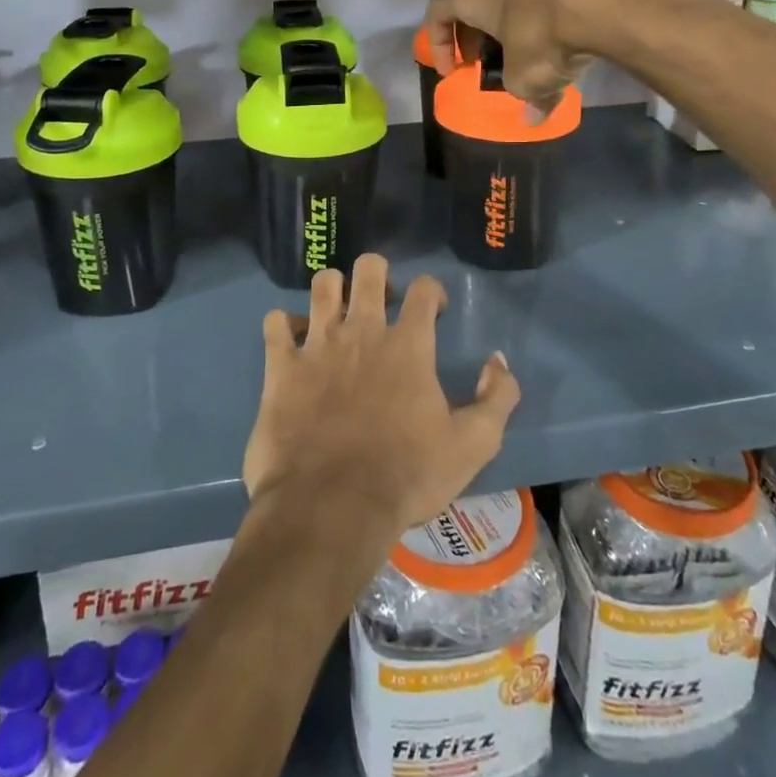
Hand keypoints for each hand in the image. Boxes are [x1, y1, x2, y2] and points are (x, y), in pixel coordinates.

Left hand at [243, 255, 520, 547]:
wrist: (331, 508)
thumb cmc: (405, 477)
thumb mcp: (472, 446)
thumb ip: (496, 399)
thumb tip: (499, 361)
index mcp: (408, 345)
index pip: (424, 289)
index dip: (432, 292)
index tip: (434, 311)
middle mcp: (363, 330)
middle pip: (369, 268)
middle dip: (378, 274)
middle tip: (381, 302)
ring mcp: (318, 344)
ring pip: (323, 283)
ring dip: (332, 290)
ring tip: (337, 313)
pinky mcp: (281, 366)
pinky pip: (275, 322)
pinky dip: (285, 325)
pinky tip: (293, 341)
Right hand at [424, 0, 673, 111]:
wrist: (605, 0)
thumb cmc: (543, 38)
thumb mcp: (526, 79)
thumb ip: (525, 98)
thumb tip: (533, 117)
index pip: (438, 13)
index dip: (438, 45)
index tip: (451, 71)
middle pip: (474, 4)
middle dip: (475, 36)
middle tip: (484, 64)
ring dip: (511, 28)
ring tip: (525, 56)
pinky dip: (543, 19)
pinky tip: (560, 42)